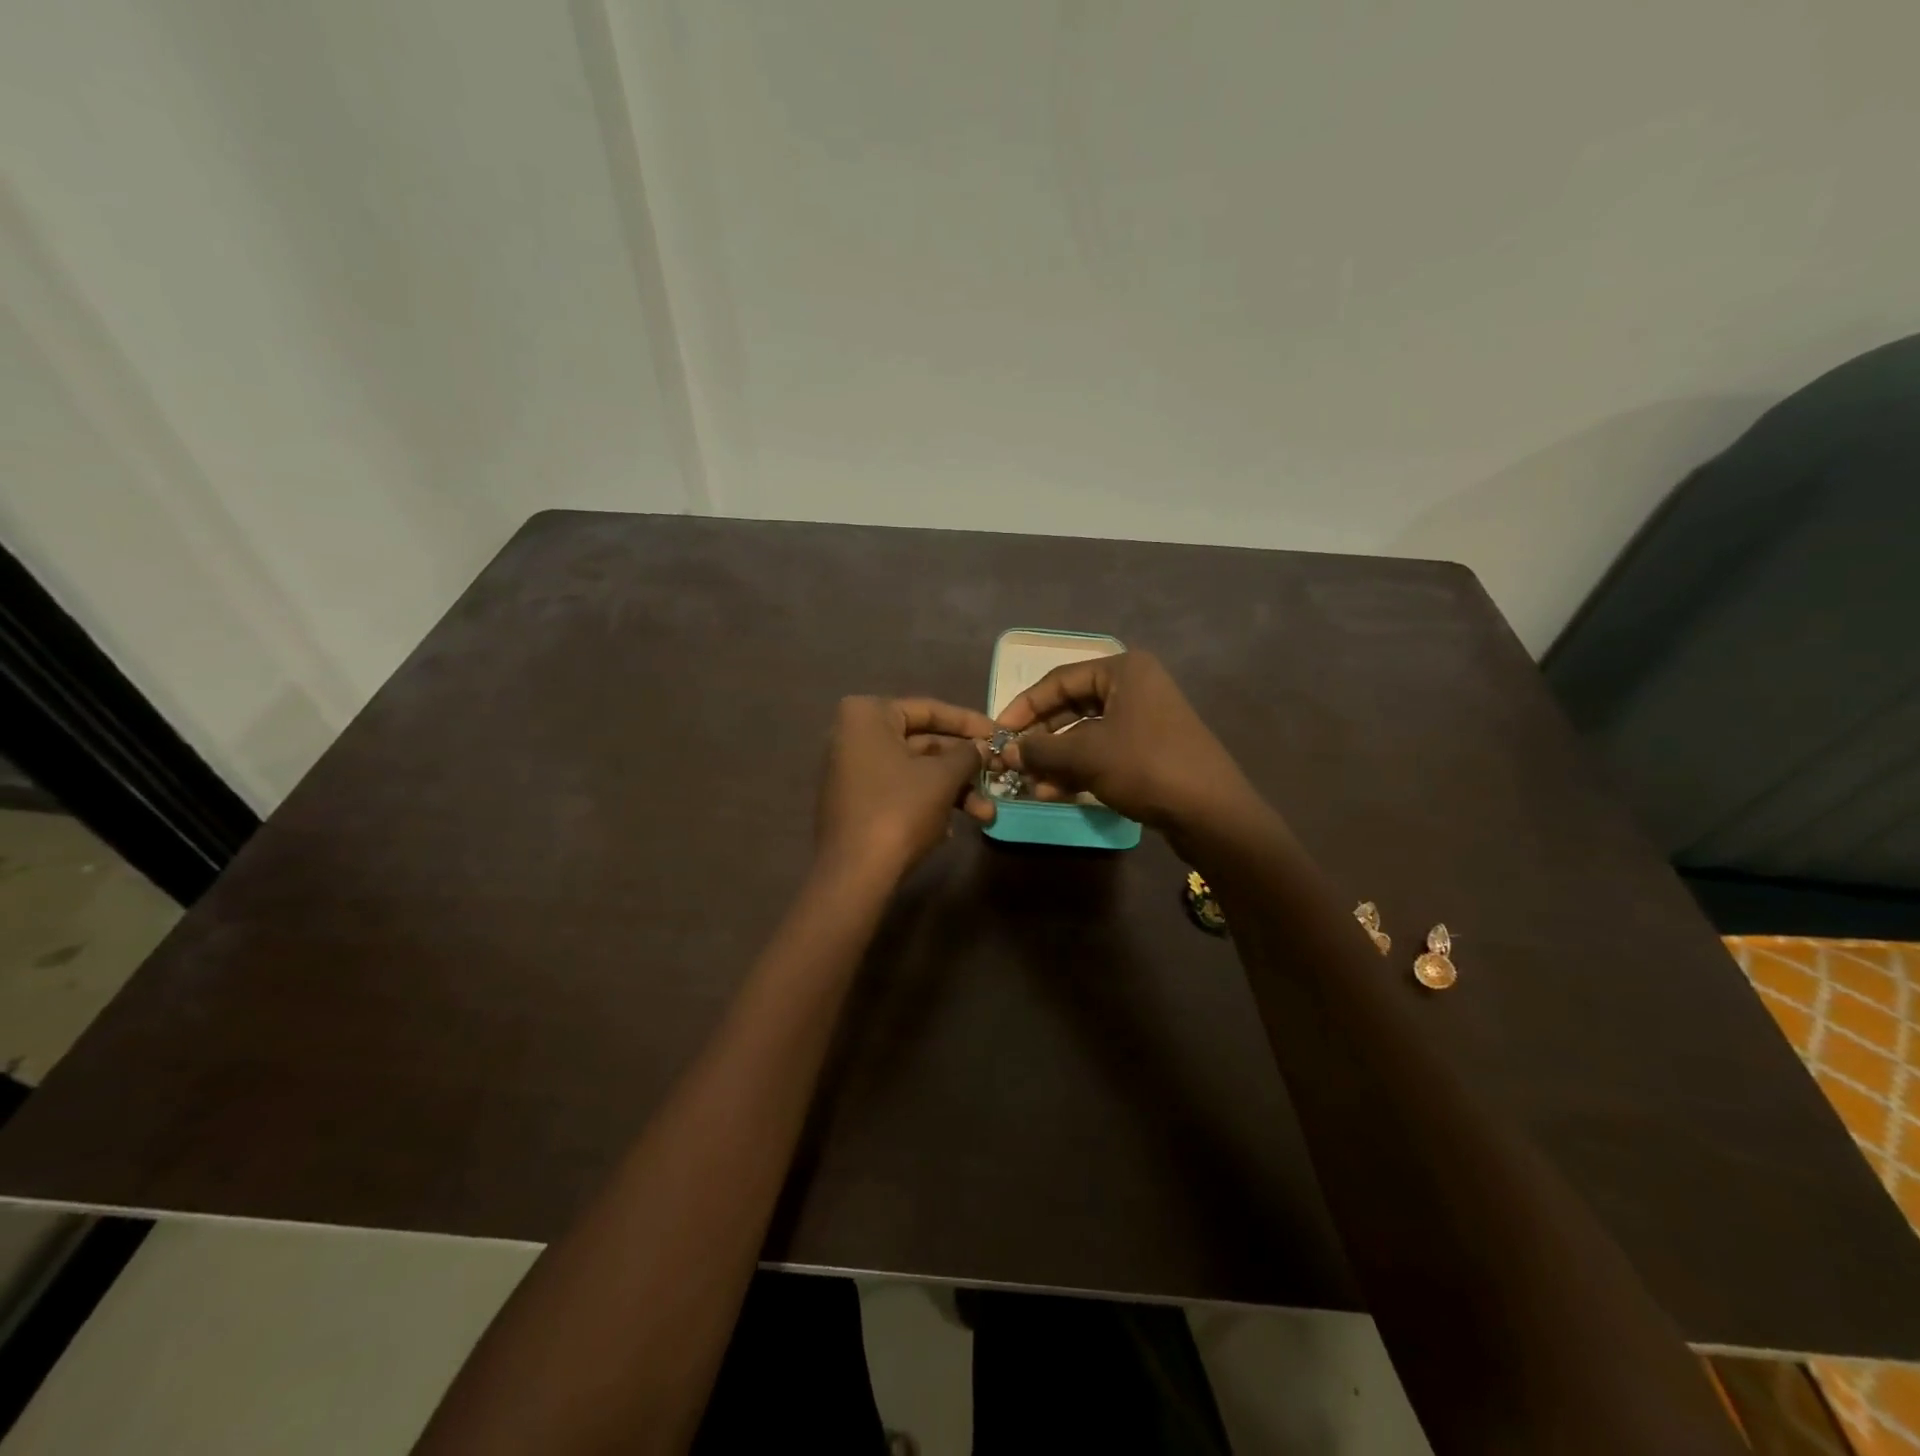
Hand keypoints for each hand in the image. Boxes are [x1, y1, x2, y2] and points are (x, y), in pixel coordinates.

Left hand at [816, 696, 996, 883]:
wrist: (855, 873)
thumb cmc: (900, 809)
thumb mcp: (943, 777)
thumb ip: (967, 754)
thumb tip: (982, 747)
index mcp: (868, 716)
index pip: (929, 709)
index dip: (969, 722)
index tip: (999, 733)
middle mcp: (854, 736)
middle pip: (922, 743)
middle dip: (963, 766)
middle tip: (998, 776)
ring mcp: (852, 771)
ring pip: (915, 772)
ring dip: (953, 791)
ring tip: (986, 814)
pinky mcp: (855, 803)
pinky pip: (900, 792)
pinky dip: (928, 804)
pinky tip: (952, 828)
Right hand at [995, 652, 1257, 835]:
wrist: (1212, 812)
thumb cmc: (1146, 767)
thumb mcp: (1086, 756)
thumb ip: (1041, 749)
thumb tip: (1008, 750)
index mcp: (1124, 670)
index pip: (1059, 679)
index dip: (1025, 705)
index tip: (999, 731)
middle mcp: (1135, 687)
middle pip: (1072, 705)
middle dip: (1041, 735)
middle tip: (1013, 757)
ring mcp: (1145, 719)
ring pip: (1086, 733)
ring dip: (1056, 757)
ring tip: (1029, 783)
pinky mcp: (1150, 749)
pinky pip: (1103, 752)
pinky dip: (1077, 769)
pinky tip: (1052, 792)